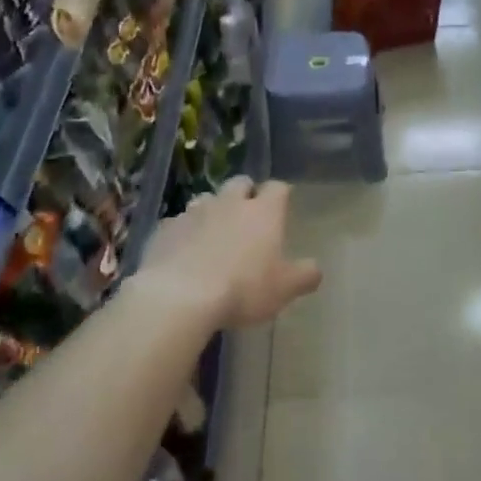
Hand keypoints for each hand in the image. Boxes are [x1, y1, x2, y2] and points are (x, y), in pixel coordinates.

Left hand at [138, 177, 321, 328]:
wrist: (179, 297)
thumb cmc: (243, 289)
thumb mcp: (285, 289)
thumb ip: (305, 275)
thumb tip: (315, 269)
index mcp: (263, 212)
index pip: (277, 188)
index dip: (280, 195)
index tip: (282, 207)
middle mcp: (229, 203)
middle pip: (240, 183)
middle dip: (246, 194)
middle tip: (248, 216)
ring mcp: (193, 213)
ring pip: (207, 199)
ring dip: (213, 210)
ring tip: (214, 233)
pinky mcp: (164, 229)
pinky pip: (178, 222)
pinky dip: (185, 231)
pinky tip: (184, 252)